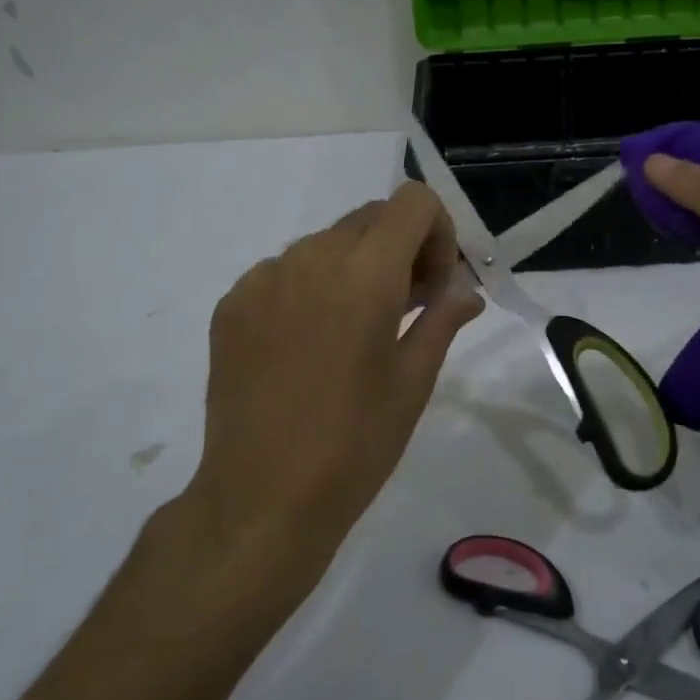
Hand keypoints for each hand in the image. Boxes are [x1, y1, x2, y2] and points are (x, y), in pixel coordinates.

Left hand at [186, 183, 483, 587]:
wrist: (262, 497)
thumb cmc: (356, 443)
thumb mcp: (414, 380)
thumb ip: (443, 319)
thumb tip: (467, 291)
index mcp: (365, 272)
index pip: (412, 201)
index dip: (436, 232)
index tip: (434, 286)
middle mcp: (311, 257)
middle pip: (370, 218)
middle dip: (400, 249)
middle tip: (405, 308)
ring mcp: (264, 277)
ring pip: (326, 243)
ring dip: (353, 268)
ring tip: (352, 331)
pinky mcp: (232, 302)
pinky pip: (284, 271)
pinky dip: (309, 288)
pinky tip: (306, 346)